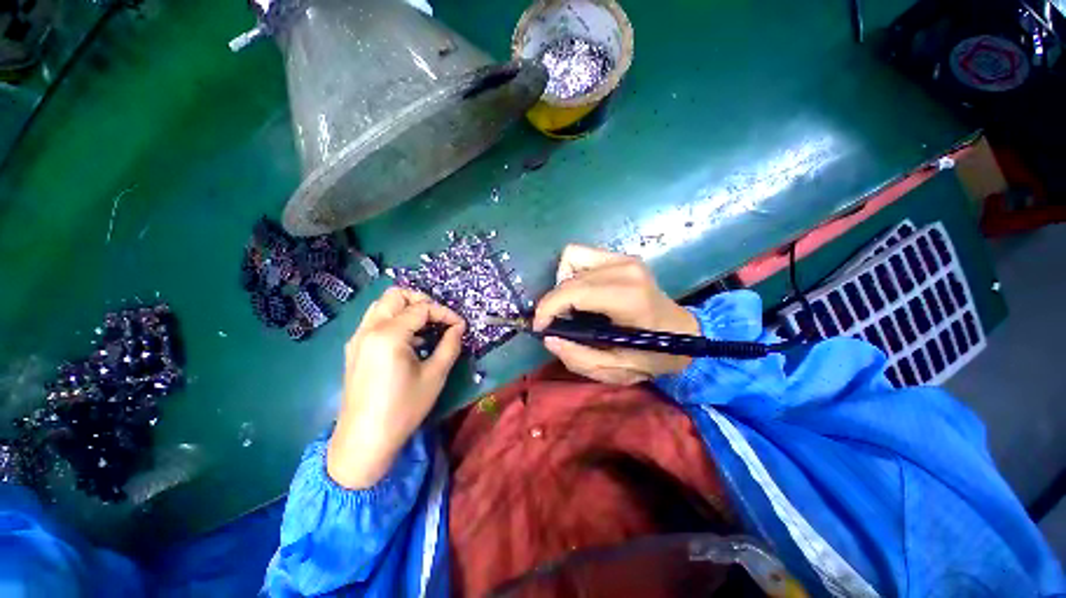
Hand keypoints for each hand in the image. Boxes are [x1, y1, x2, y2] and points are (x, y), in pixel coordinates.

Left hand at [327, 287, 465, 488]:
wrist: (364, 441)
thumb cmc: (403, 409)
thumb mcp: (435, 375)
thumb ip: (450, 345)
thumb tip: (458, 327)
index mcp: (388, 335)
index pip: (422, 308)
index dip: (445, 313)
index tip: (460, 326)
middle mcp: (368, 329)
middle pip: (396, 295)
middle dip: (422, 300)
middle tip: (439, 318)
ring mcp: (357, 338)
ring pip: (382, 305)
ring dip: (406, 308)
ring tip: (426, 327)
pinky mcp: (354, 349)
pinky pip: (375, 321)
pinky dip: (394, 320)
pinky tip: (410, 341)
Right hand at [533, 244, 698, 384]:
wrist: (683, 332)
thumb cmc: (654, 355)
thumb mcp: (617, 371)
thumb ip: (579, 358)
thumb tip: (548, 337)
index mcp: (628, 298)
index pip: (574, 292)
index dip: (548, 308)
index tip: (540, 327)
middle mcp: (625, 270)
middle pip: (568, 277)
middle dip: (553, 302)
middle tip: (557, 323)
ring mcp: (624, 259)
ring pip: (570, 258)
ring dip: (562, 285)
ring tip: (571, 307)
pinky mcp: (621, 256)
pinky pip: (580, 255)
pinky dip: (572, 273)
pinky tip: (582, 293)